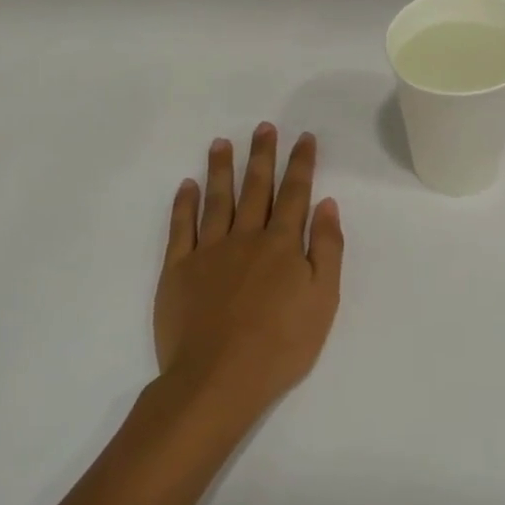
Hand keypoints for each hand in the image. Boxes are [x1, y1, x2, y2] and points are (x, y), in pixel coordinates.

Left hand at [152, 124, 343, 420]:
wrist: (218, 377)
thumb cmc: (281, 344)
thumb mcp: (323, 299)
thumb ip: (327, 249)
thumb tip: (326, 205)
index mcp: (283, 245)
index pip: (295, 194)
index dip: (301, 164)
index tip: (303, 137)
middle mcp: (246, 237)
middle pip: (256, 188)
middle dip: (262, 155)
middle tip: (264, 127)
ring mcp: (208, 251)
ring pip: (217, 199)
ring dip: (221, 169)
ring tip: (222, 143)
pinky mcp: (178, 269)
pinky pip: (181, 227)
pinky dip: (184, 204)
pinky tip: (187, 185)